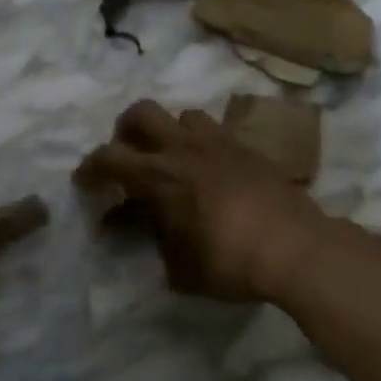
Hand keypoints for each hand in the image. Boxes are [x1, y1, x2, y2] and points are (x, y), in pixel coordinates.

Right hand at [75, 100, 329, 303]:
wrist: (296, 248)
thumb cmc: (230, 262)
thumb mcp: (179, 267)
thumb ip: (153, 241)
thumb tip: (136, 227)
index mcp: (159, 176)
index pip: (109, 158)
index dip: (89, 168)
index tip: (84, 182)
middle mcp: (184, 149)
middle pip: (141, 113)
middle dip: (125, 131)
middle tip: (127, 156)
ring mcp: (219, 143)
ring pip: (182, 115)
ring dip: (168, 133)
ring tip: (173, 159)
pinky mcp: (248, 148)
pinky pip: (216, 131)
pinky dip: (202, 144)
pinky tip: (211, 171)